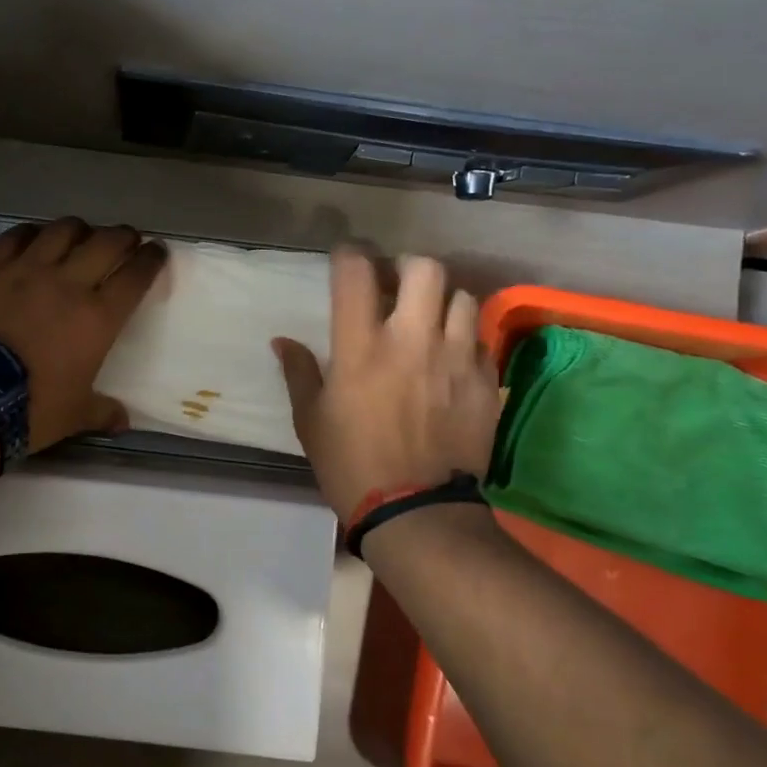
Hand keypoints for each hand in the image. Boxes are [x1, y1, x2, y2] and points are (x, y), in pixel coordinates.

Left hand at [0, 217, 167, 450]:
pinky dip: (31, 233)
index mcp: (98, 317)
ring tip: (82, 235)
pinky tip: (34, 238)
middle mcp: (68, 283)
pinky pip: (15, 237)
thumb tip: (122, 421)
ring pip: (62, 231)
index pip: (135, 276)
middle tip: (127, 239)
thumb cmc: (31, 408)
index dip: (151, 259)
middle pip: (105, 243)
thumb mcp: (74, 415)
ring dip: (80, 229)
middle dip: (123, 236)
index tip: (157, 251)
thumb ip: (102, 412)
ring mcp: (26, 270)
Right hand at [273, 250, 501, 520]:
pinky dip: (464, 338)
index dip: (349, 254)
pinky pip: (480, 339)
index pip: (355, 272)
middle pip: (424, 269)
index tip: (346, 258)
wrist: (417, 512)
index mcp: (360, 347)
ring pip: (462, 297)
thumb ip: (298, 372)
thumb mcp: (310, 420)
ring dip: (442, 301)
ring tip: (429, 319)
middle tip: (395, 284)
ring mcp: (454, 358)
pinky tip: (451, 358)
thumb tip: (282, 341)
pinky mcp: (484, 381)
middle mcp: (411, 340)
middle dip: (407, 266)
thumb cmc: (351, 464)